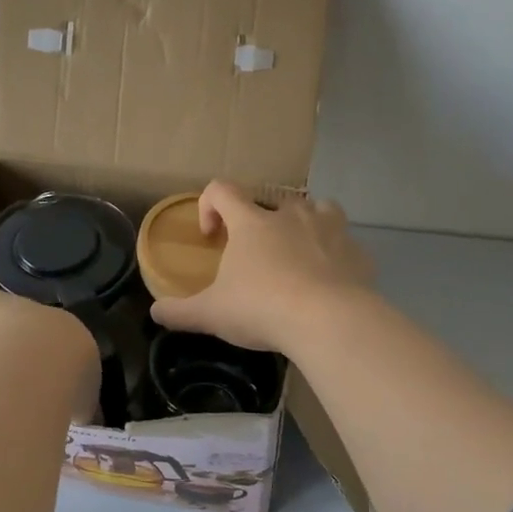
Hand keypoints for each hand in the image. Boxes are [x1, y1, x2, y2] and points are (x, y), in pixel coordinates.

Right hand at [149, 181, 374, 353]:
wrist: (329, 321)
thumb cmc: (262, 308)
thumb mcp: (212, 314)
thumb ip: (180, 312)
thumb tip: (155, 313)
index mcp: (252, 223)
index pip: (222, 190)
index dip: (209, 206)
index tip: (211, 237)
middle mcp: (292, 216)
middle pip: (274, 200)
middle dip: (263, 222)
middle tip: (257, 256)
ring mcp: (330, 230)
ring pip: (319, 210)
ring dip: (306, 226)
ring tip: (299, 257)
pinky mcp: (358, 253)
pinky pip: (345, 246)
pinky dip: (336, 258)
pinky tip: (330, 284)